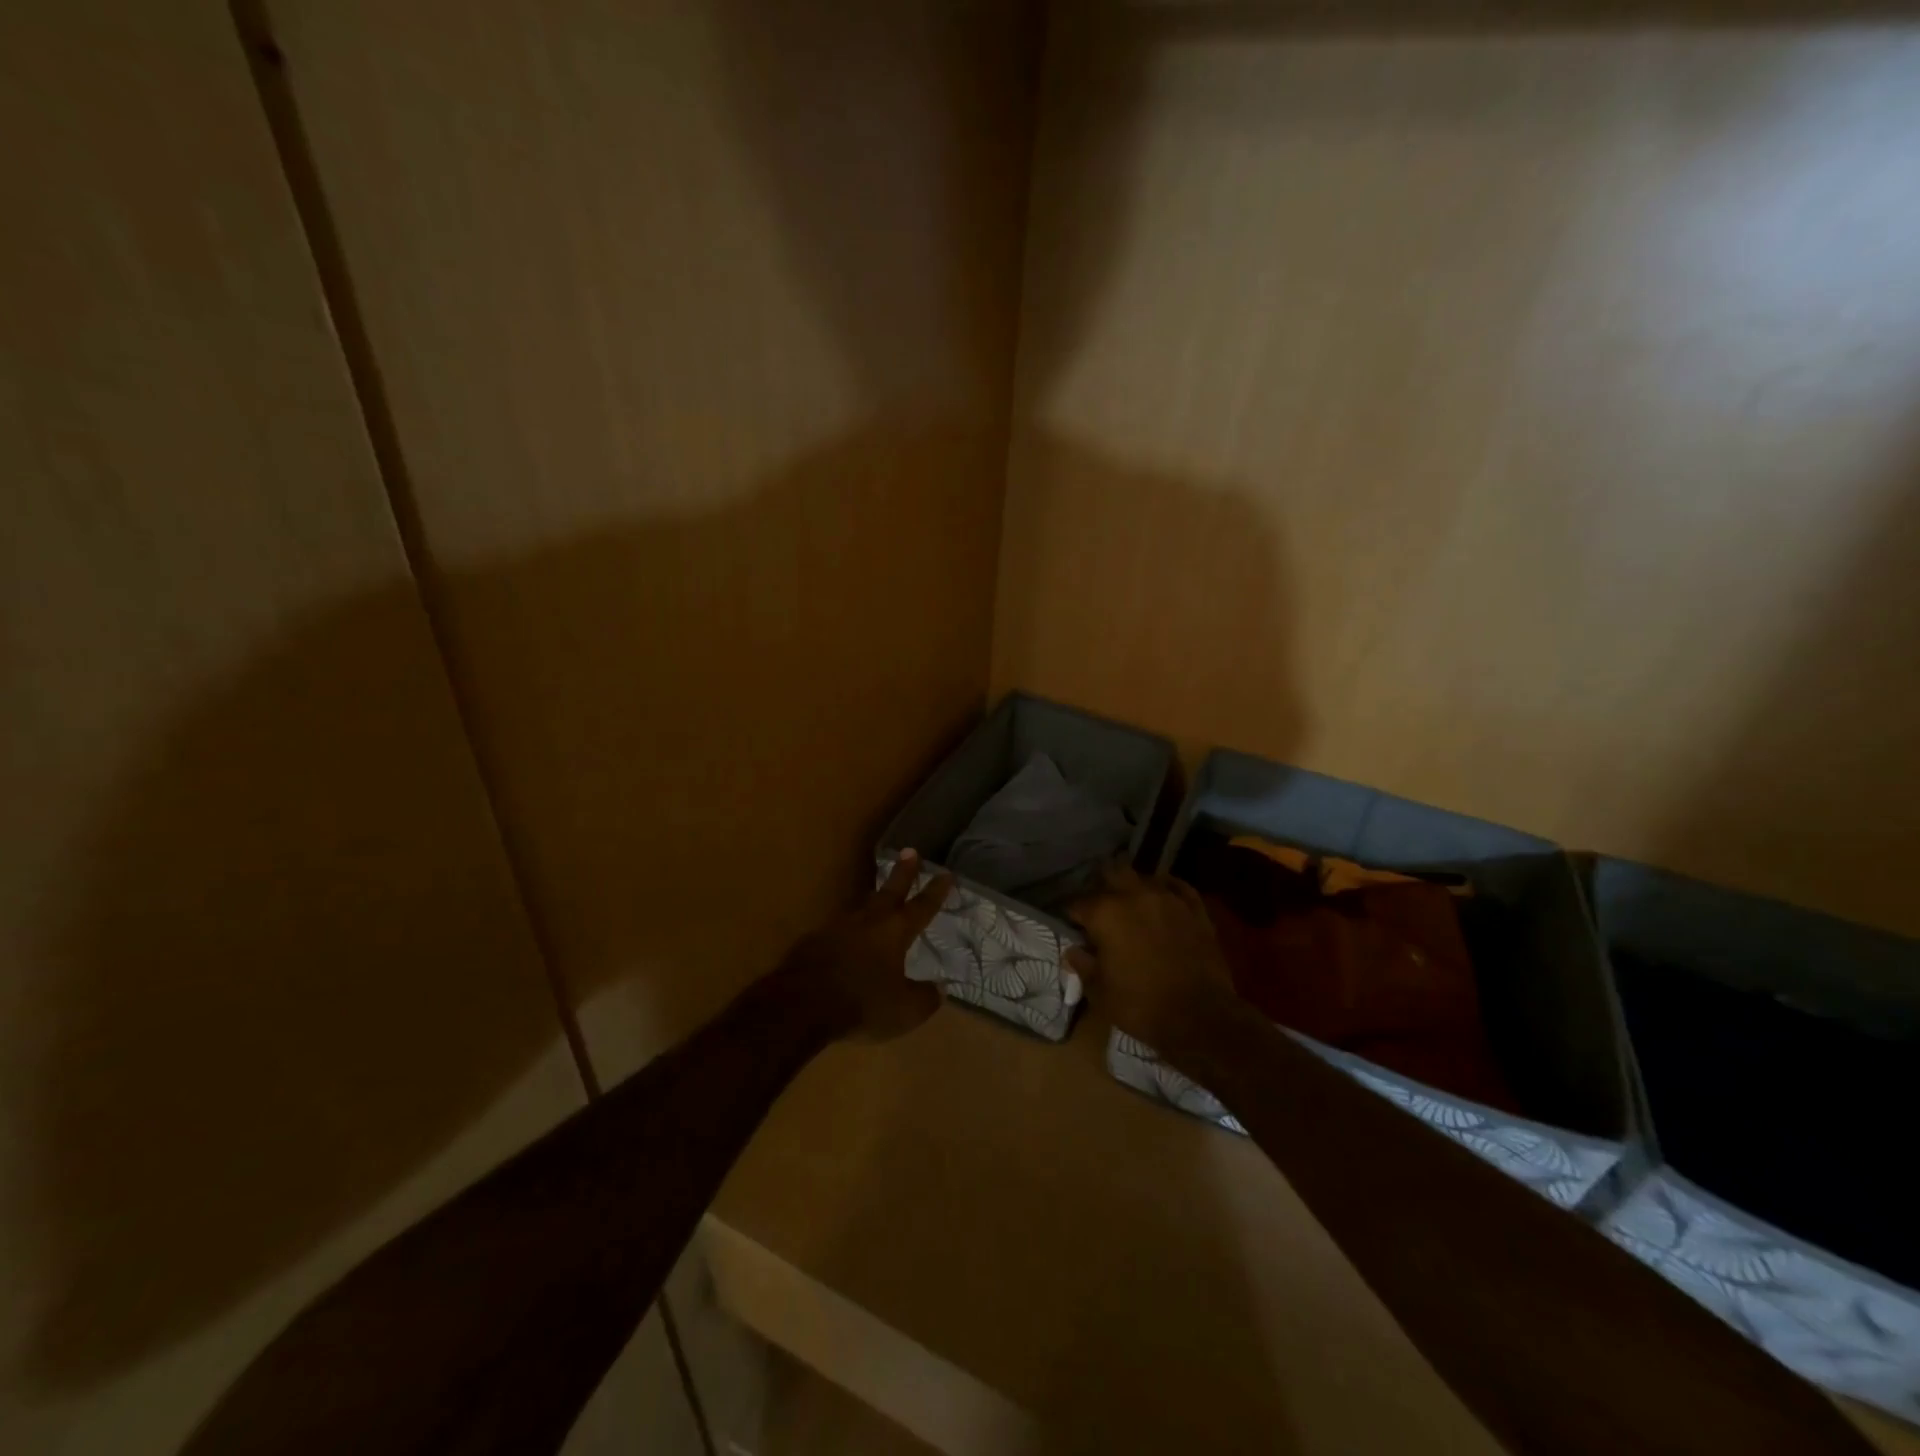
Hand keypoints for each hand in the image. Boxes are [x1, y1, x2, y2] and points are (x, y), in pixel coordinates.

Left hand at [777, 850, 952, 1040]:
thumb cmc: (862, 1003)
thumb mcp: (905, 1010)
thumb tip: (939, 989)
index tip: (946, 872)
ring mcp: (838, 927)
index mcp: (895, 931)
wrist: (802, 1004)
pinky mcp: (815, 940)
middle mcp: (869, 921)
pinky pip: (838, 929)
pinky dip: (848, 930)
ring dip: (873, 899)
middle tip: (910, 851)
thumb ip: (925, 998)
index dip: (936, 891)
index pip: (922, 906)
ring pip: (862, 907)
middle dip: (903, 872)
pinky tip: (846, 938)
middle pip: (890, 891)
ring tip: (879, 895)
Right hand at [1066, 867, 1240, 1061]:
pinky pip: (1177, 886)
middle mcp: (1134, 895)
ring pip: (1144, 878)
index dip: (1073, 917)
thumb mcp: (1101, 993)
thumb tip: (1072, 951)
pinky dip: (1166, 889)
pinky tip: (1163, 897)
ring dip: (1134, 888)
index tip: (1075, 929)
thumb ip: (1083, 966)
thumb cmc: (1142, 1005)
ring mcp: (1168, 898)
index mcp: (1105, 913)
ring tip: (1132, 904)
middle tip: (1102, 910)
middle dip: (1103, 888)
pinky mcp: (1195, 908)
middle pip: (1112, 874)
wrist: (1201, 1017)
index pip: (1078, 904)